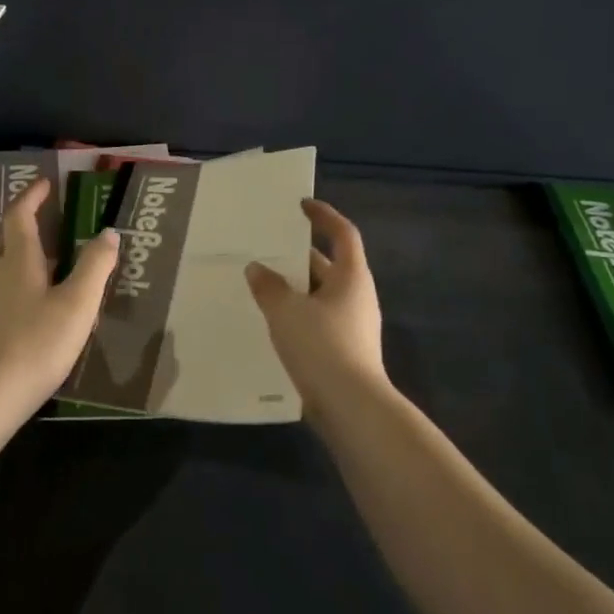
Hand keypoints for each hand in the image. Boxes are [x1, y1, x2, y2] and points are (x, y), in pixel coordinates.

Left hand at [0, 177, 118, 406]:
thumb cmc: (35, 344)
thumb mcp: (77, 304)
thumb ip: (95, 266)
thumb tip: (108, 232)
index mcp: (18, 261)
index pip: (20, 215)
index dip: (33, 196)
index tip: (46, 183)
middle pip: (12, 241)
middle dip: (33, 226)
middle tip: (59, 222)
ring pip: (8, 269)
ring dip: (30, 259)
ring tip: (58, 266)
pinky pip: (6, 293)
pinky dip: (25, 286)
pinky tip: (40, 307)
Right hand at [245, 199, 387, 403]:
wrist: (351, 407)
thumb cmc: (322, 346)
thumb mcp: (287, 311)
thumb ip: (269, 286)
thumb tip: (257, 268)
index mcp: (351, 277)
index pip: (342, 233)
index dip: (324, 215)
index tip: (301, 206)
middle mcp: (356, 296)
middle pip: (329, 265)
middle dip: (299, 256)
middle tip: (266, 248)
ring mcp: (352, 326)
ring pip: (320, 295)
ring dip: (295, 288)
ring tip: (261, 283)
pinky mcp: (343, 351)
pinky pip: (317, 320)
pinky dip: (297, 314)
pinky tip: (271, 322)